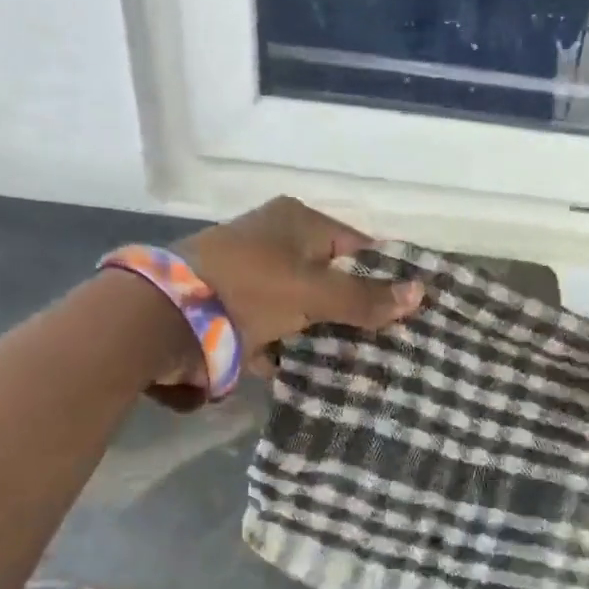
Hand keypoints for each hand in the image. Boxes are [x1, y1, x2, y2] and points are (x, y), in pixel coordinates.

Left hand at [178, 197, 422, 355]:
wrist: (167, 317)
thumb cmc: (251, 288)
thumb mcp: (314, 293)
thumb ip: (365, 297)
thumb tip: (422, 293)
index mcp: (297, 221)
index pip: (357, 245)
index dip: (383, 275)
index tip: (406, 309)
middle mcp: (275, 239)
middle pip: (330, 276)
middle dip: (353, 309)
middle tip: (382, 340)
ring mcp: (251, 272)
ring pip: (303, 303)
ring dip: (321, 331)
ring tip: (353, 360)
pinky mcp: (233, 304)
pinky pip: (274, 324)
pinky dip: (288, 344)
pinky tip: (307, 366)